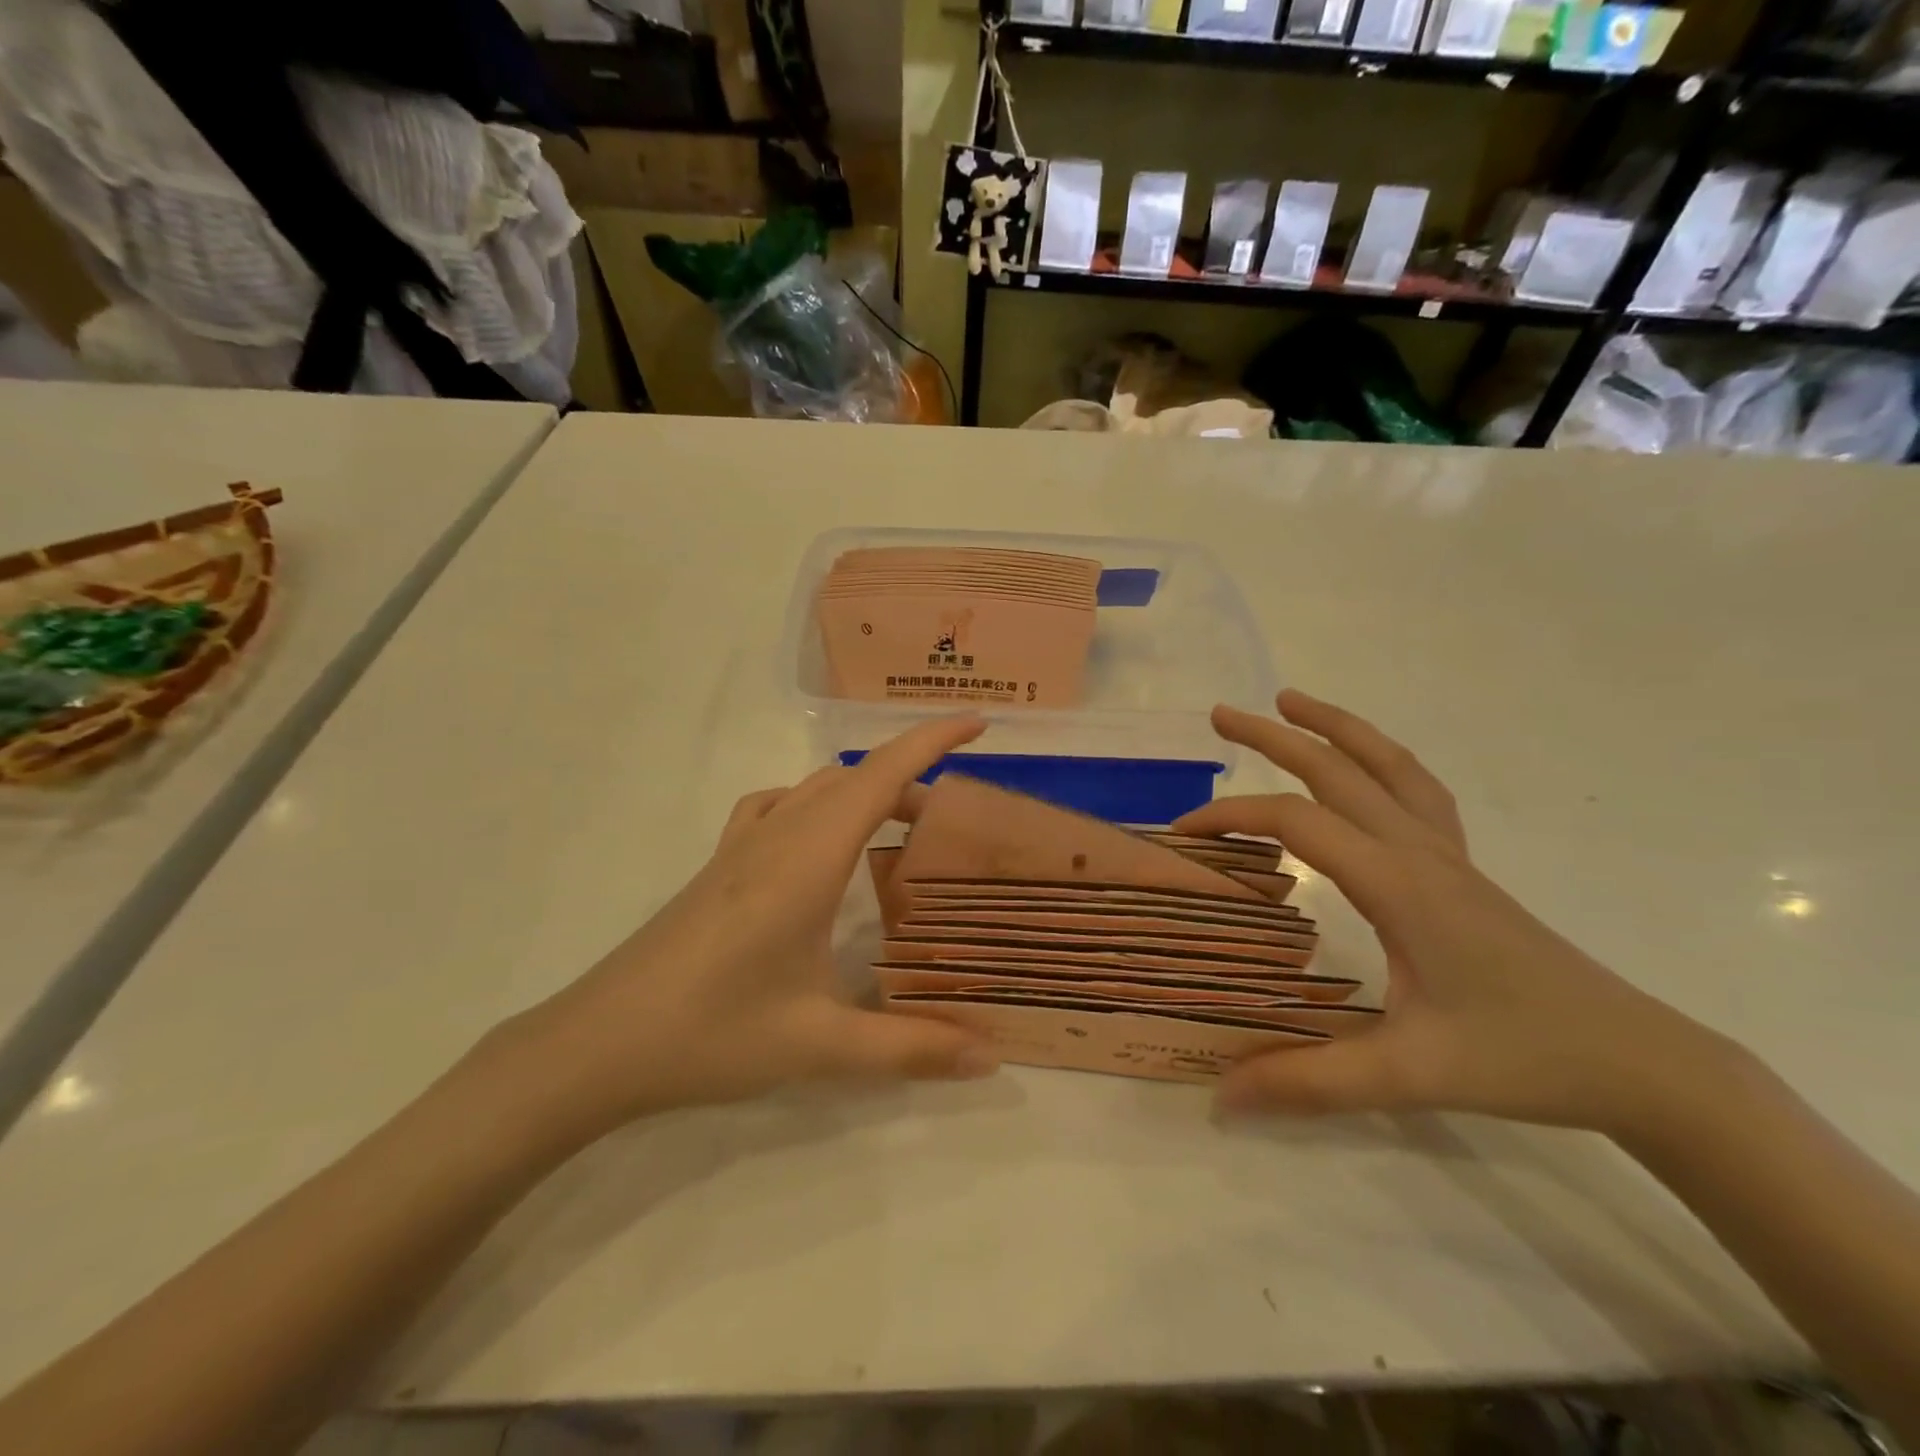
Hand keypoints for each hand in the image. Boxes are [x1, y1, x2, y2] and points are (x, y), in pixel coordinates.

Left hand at [502, 718, 1000, 1140]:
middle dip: (911, 779)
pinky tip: (819, 845)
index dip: (931, 740)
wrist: (598, 1043)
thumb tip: (990, 1059)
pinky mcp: (718, 865)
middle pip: (855, 778)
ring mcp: (741, 846)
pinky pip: (778, 806)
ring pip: (816, 788)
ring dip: (864, 791)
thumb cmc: (712, 1032)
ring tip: (898, 831)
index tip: (978, 722)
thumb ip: (911, 1049)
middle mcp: (777, 835)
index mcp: (808, 858)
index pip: (880, 775)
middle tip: (952, 823)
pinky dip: (816, 803)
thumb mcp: (820, 1045)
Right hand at [1178, 690, 1727, 1134]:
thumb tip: (1219, 1095)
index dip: (1233, 817)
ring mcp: (1447, 854)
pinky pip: (1416, 790)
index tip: (1184, 833)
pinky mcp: (1463, 868)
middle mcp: (1418, 851)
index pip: (1297, 823)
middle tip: (1220, 715)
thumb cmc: (1522, 1058)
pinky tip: (1363, 766)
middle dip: (1274, 736)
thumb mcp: (1409, 1074)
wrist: (1637, 1060)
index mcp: (1398, 883)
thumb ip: (1310, 1080)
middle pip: (1337, 769)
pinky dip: (1380, 759)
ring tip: (1290, 701)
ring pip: (1387, 765)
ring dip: (1335, 727)